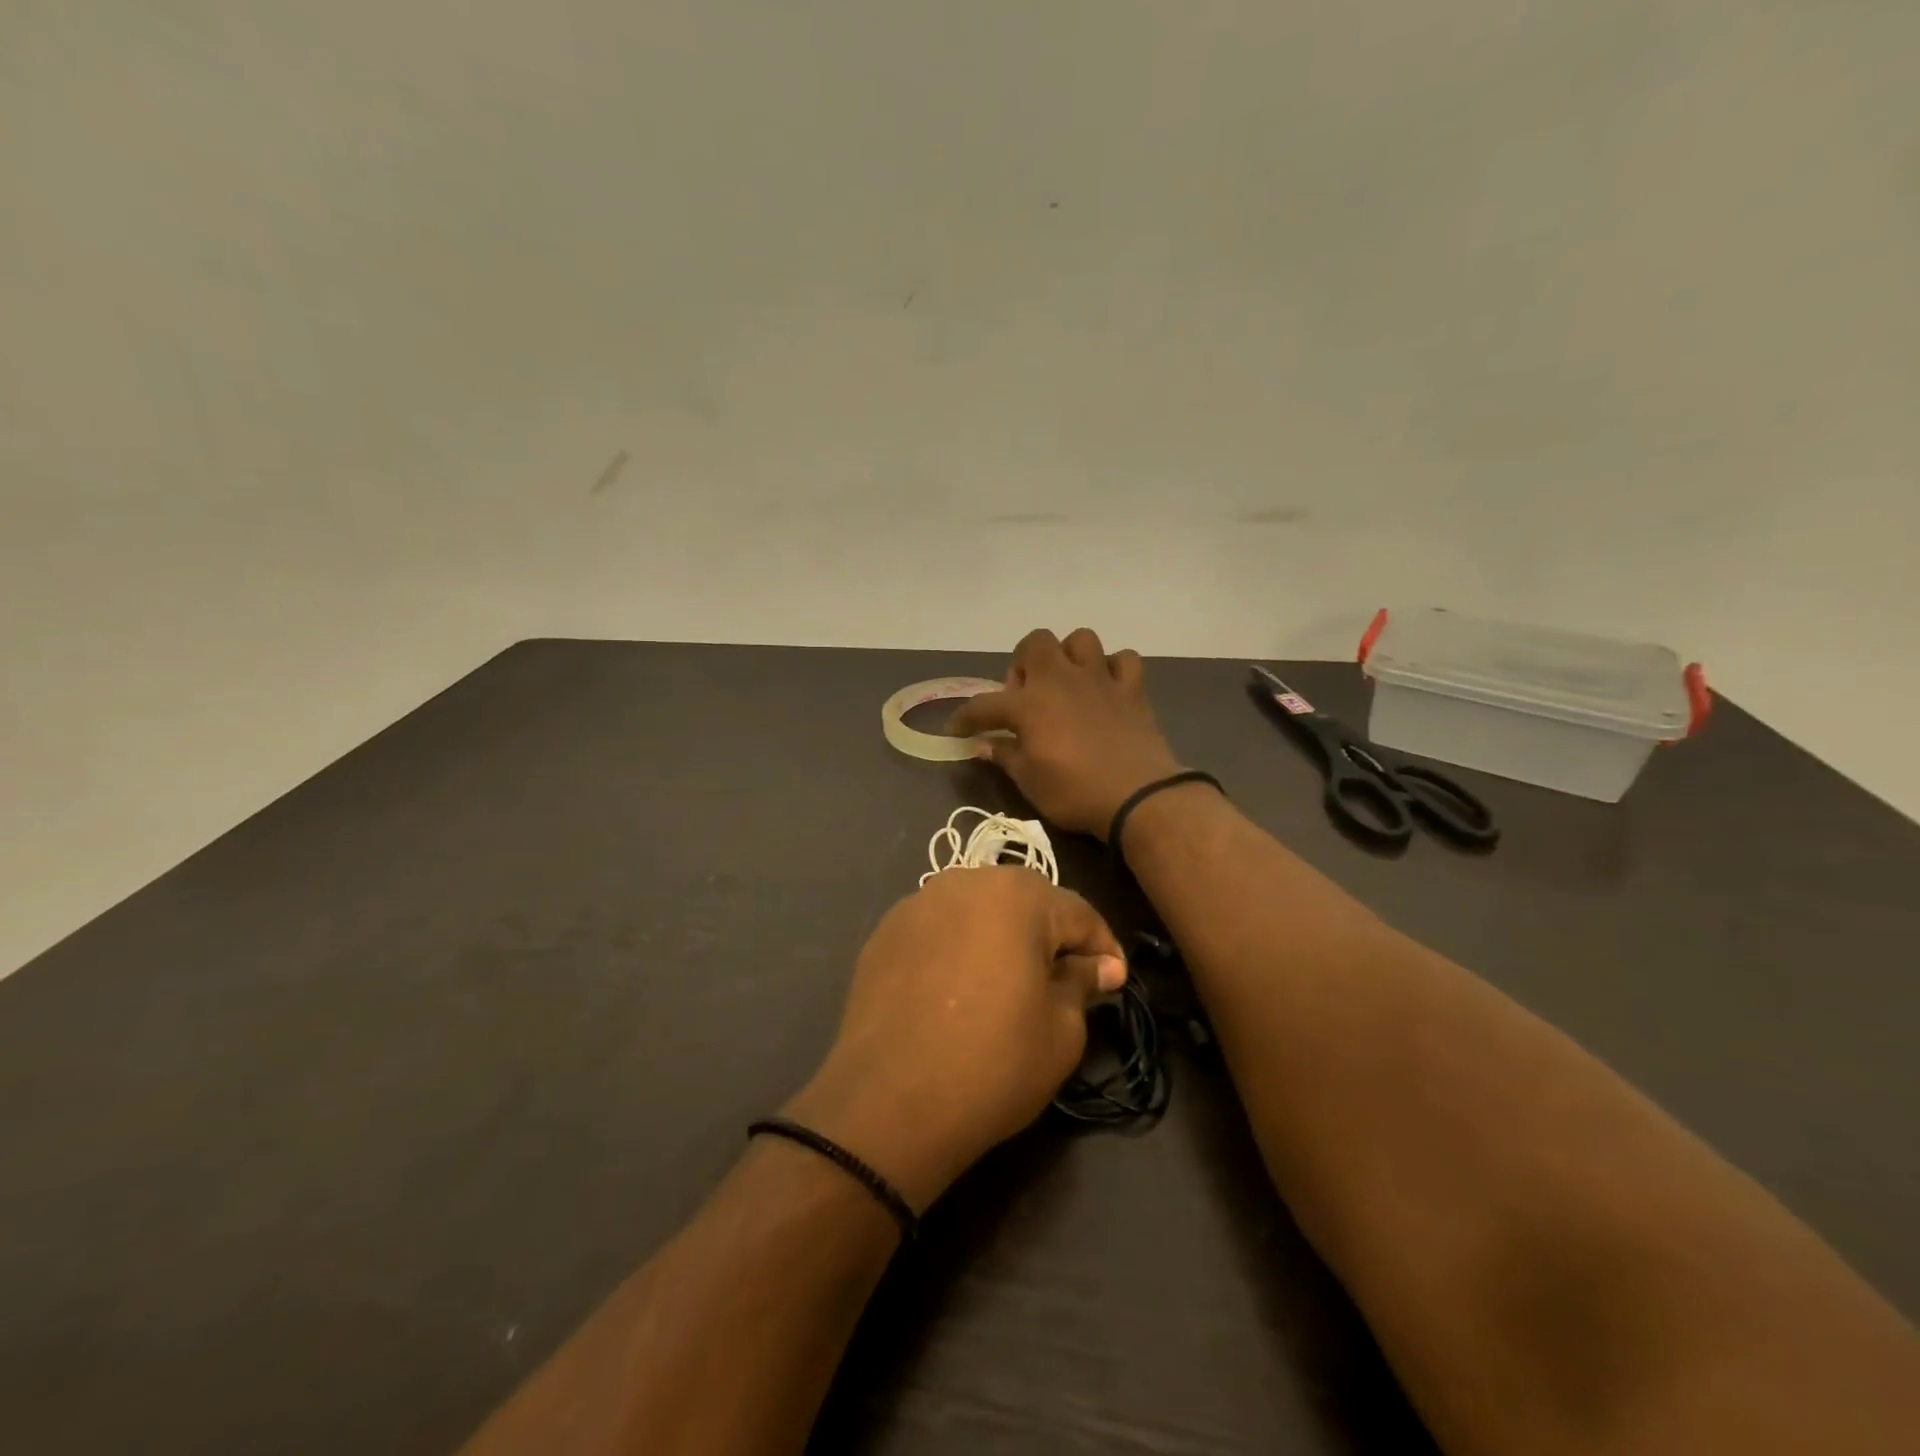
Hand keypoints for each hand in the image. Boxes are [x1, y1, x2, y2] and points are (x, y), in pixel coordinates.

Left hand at [785, 867, 1125, 1211]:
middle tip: (1063, 978)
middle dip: (1049, 935)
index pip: (1077, 913)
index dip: (1101, 948)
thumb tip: (1100, 966)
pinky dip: (957, 947)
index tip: (1113, 980)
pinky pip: (939, 928)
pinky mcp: (885, 931)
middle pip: (1024, 901)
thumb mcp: (1061, 1031)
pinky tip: (957, 988)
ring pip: (977, 909)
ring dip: (1000, 936)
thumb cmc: (993, 1063)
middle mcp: (965, 881)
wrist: (889, 1101)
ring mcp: (918, 902)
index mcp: (1017, 895)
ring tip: (1008, 979)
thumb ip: (1082, 983)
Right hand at [948, 628, 1184, 837]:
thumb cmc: (1075, 792)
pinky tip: (1106, 688)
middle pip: (1036, 642)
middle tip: (1025, 694)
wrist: (1138, 796)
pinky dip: (1114, 669)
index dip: (966, 716)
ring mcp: (1099, 680)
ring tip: (1066, 682)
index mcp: (1029, 704)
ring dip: (1069, 656)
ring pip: (1081, 639)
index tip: (956, 729)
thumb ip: (1005, 756)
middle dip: (1024, 662)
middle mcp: (1061, 680)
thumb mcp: (1030, 781)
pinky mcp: (1132, 690)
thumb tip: (983, 745)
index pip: (985, 704)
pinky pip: (1124, 660)